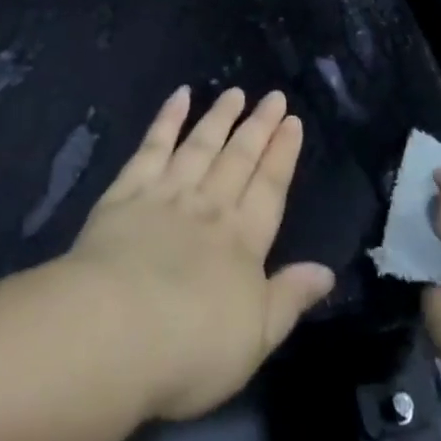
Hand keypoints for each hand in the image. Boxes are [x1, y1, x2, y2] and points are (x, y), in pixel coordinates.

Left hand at [67, 86, 334, 421]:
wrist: (114, 331)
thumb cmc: (190, 348)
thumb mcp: (255, 339)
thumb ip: (290, 298)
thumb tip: (326, 270)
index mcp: (243, 241)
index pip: (270, 188)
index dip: (283, 154)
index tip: (293, 122)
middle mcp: (210, 207)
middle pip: (239, 158)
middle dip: (259, 127)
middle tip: (274, 97)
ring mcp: (167, 194)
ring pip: (200, 145)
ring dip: (220, 117)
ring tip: (236, 92)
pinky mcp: (126, 193)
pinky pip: (152, 147)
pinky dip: (167, 119)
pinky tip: (179, 96)